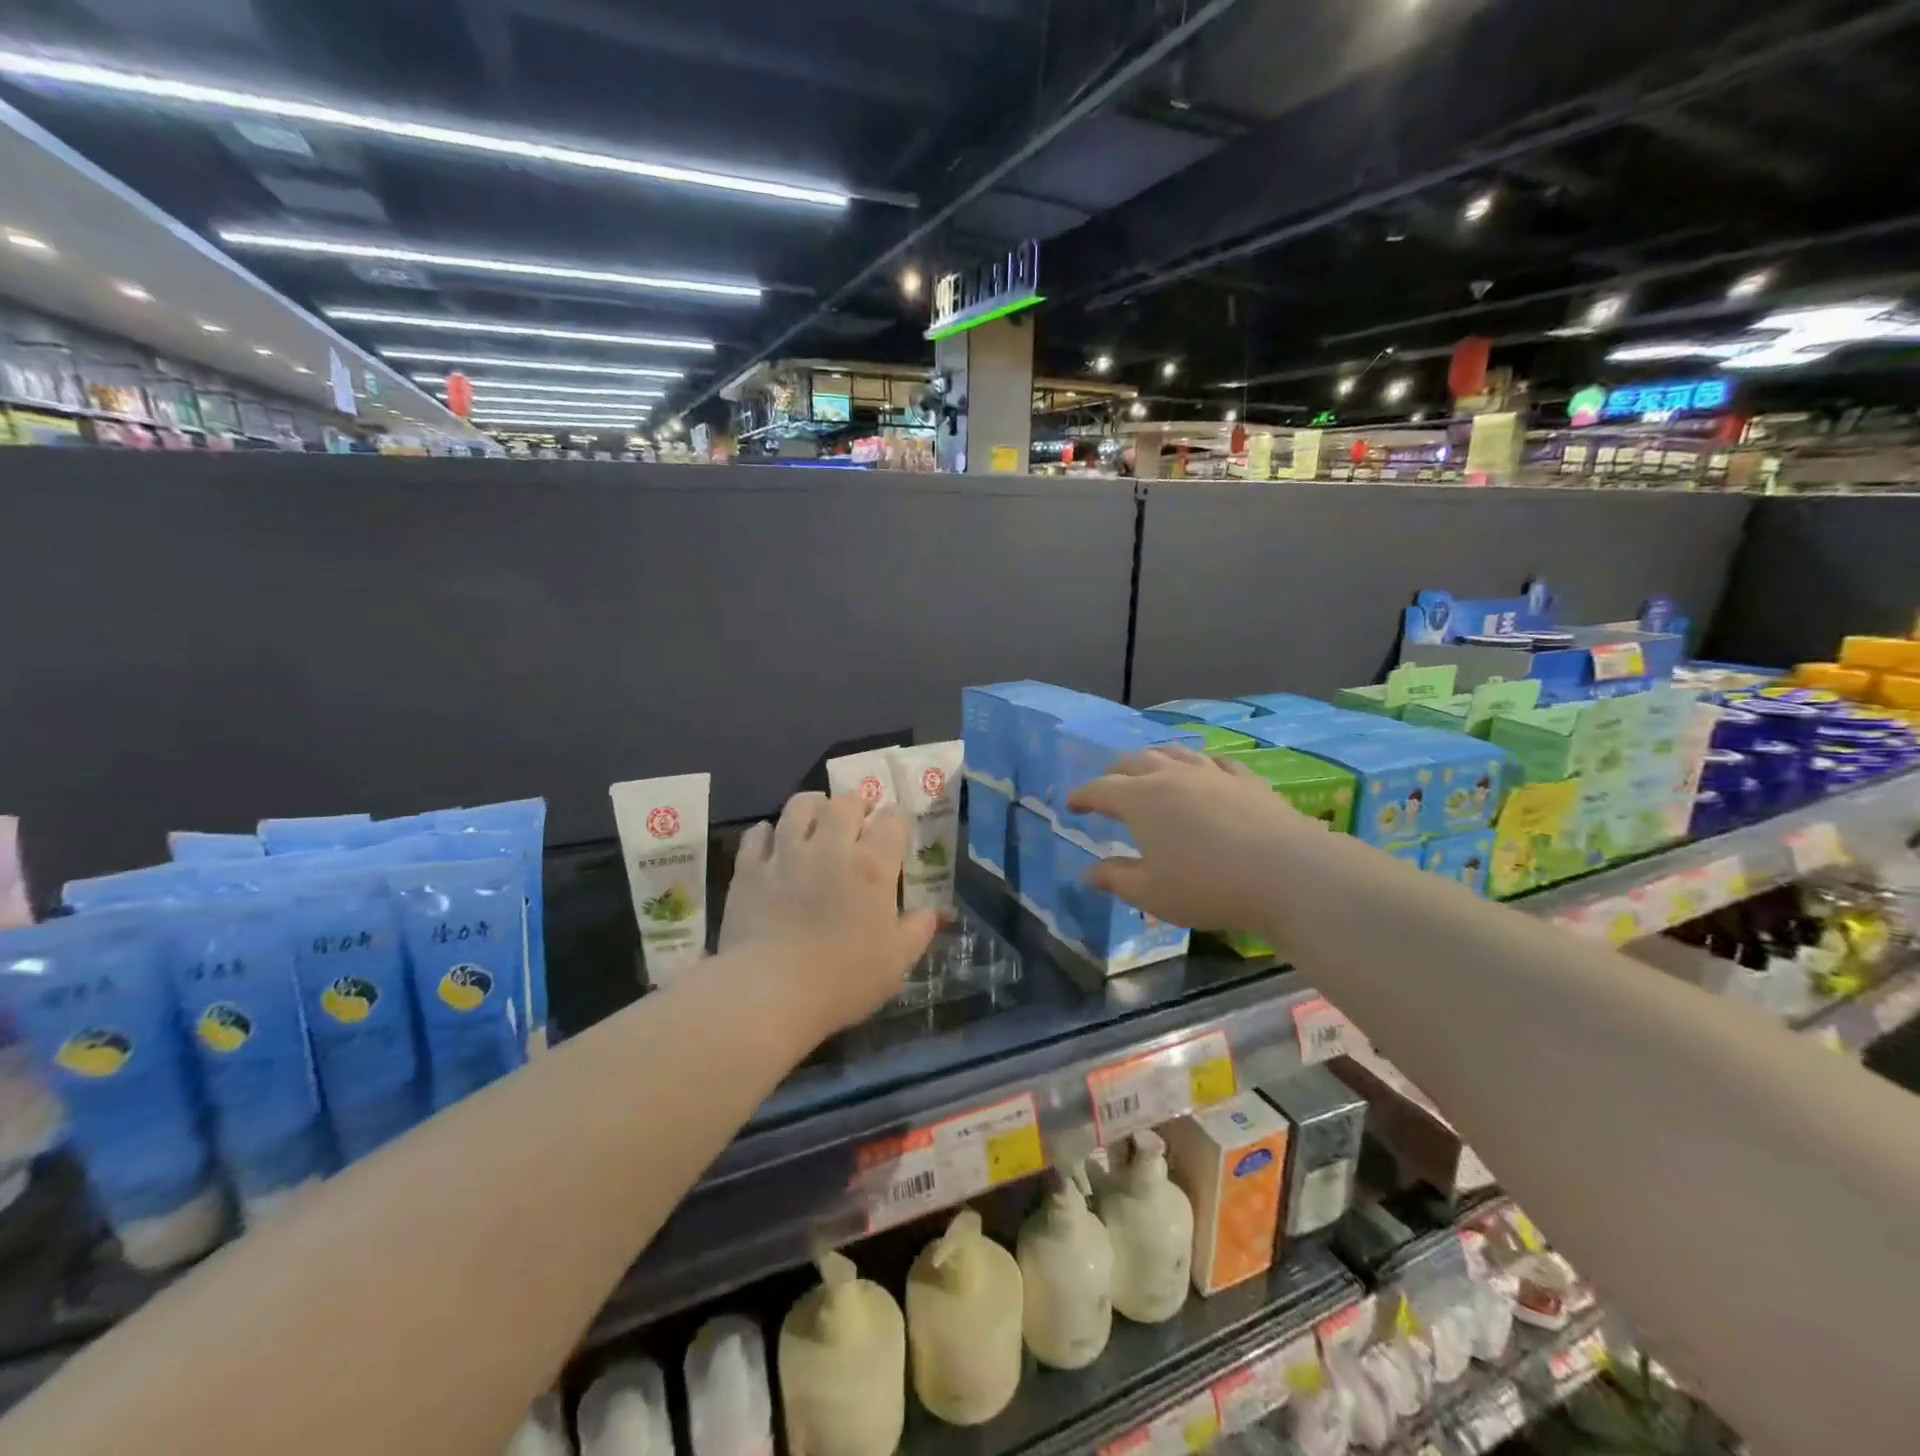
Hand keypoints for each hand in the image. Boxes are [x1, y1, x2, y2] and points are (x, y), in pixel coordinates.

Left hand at [721, 792, 937, 1036]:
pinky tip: (773, 842)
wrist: (769, 992)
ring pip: (800, 805)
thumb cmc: (842, 980)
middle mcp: (831, 847)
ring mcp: (786, 853)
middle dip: (857, 803)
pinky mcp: (749, 868)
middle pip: (846, 802)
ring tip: (817, 817)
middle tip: (859, 819)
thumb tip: (934, 912)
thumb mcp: (896, 962)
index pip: (892, 819)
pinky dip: (769, 832)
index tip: (896, 830)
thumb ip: (918, 930)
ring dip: (814, 805)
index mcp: (872, 866)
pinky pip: (758, 833)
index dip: (896, 819)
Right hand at [1066, 747, 1305, 931]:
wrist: (1287, 873)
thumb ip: (1115, 879)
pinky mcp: (1245, 779)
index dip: (1082, 796)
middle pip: (1132, 761)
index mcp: (1140, 799)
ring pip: (1172, 753)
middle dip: (1113, 773)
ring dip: (1152, 759)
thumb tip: (1087, 872)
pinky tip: (1203, 772)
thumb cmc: (1207, 886)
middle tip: (1106, 788)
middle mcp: (1170, 775)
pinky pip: (1214, 761)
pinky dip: (1197, 764)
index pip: (1100, 789)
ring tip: (1147, 770)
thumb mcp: (1151, 893)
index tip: (1071, 805)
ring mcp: (1211, 772)